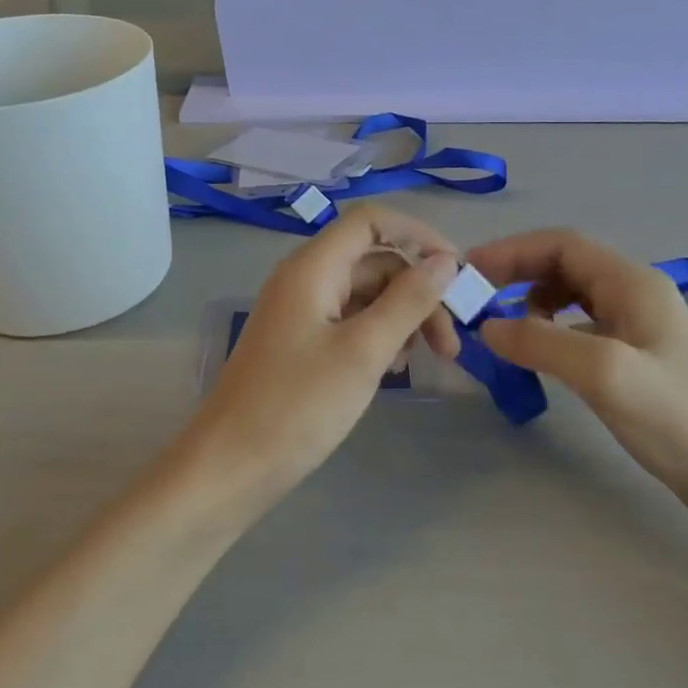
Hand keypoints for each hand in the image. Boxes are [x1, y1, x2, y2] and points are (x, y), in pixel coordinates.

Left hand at [185, 204, 461, 503]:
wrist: (230, 466)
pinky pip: (350, 322)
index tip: (457, 272)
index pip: (371, 221)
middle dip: (418, 292)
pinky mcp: (302, 343)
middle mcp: (306, 279)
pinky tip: (392, 369)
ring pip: (366, 295)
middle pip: (375, 261)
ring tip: (423, 361)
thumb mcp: (363, 351)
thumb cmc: (298, 405)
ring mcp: (302, 312)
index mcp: (313, 267)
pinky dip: (379, 337)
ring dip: (402, 318)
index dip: (418, 235)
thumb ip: (408, 301)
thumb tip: (446, 262)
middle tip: (450, 344)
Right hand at [468, 229, 687, 533]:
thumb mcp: (603, 372)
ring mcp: (637, 326)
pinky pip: (580, 326)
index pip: (561, 244)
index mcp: (631, 282)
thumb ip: (540, 341)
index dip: (511, 251)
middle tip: (476, 300)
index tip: (469, 272)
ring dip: (531, 301)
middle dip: (517, 274)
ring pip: (571, 295)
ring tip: (503, 328)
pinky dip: (550, 330)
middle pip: (564, 264)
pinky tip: (539, 354)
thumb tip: (486, 326)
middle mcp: (634, 293)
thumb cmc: (677, 418)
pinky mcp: (635, 358)